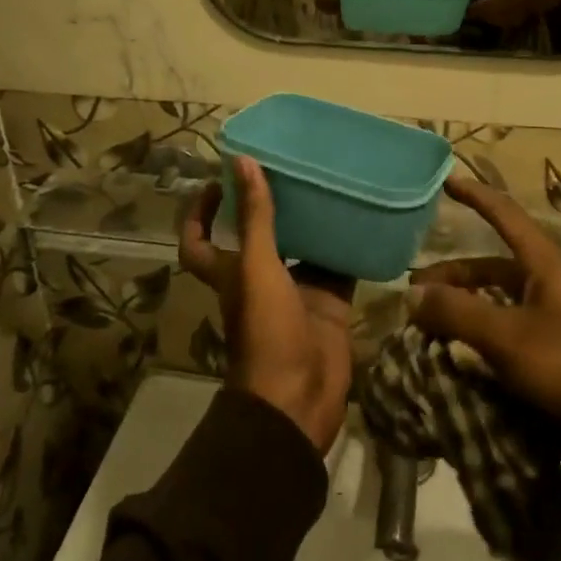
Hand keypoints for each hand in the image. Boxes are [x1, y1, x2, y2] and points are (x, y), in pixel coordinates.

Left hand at [180, 158, 355, 453]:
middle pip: (258, 235)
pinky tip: (361, 215)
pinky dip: (347, 245)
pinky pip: (338, 266)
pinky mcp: (329, 303)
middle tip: (287, 166)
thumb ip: (255, 217)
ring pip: (302, 246)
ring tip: (327, 180)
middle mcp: (261, 278)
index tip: (218, 180)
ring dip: (311, 220)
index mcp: (231, 272)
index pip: (200, 241)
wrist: (300, 399)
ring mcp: (297, 291)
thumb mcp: (257, 268)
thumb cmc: (266, 332)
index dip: (199, 213)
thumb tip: (243, 161)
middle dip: (268, 205)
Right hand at [408, 173, 560, 493]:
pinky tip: (454, 365)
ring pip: (497, 309)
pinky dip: (480, 348)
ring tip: (426, 333)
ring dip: (463, 316)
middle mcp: (548, 288)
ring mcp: (553, 326)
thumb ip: (458, 313)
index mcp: (544, 265)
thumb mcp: (510, 336)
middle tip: (415, 295)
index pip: (505, 216)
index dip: (476, 197)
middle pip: (492, 270)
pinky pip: (507, 344)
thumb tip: (411, 293)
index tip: (446, 183)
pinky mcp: (555, 363)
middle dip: (453, 278)